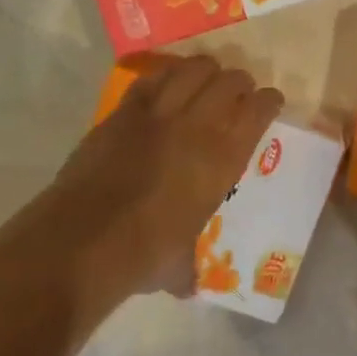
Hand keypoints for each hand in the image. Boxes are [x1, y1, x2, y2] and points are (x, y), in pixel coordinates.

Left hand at [0, 56, 281, 305]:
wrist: (85, 239)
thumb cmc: (145, 254)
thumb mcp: (180, 262)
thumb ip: (188, 266)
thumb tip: (187, 286)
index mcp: (225, 158)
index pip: (260, 110)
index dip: (269, 101)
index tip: (271, 102)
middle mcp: (199, 126)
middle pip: (231, 80)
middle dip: (240, 82)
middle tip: (239, 91)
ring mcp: (159, 114)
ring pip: (193, 70)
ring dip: (206, 70)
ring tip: (206, 78)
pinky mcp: (123, 112)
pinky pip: (152, 79)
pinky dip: (166, 76)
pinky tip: (167, 83)